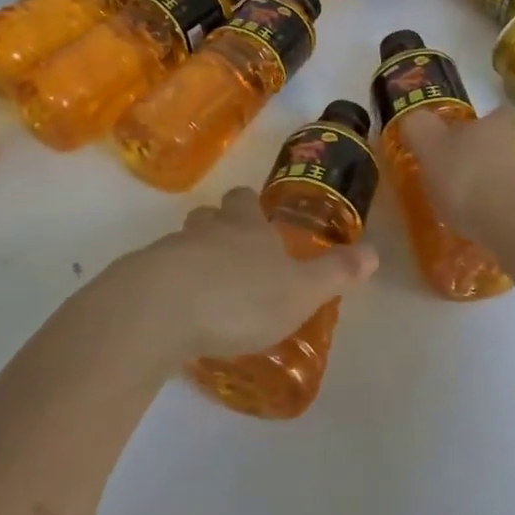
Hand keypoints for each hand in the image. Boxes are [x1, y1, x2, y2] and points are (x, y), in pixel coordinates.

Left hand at [92, 187, 377, 371]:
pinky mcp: (138, 278)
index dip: (251, 205)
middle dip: (218, 225)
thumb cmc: (241, 298)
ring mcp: (168, 251)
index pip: (247, 201)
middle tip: (230, 251)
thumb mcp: (301, 291)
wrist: (161, 310)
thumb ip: (336, 273)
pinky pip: (156, 274)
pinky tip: (174, 314)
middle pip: (209, 214)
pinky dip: (167, 285)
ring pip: (181, 242)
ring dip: (191, 256)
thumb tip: (376, 251)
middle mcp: (207, 230)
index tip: (255, 215)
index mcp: (247, 227)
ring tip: (203, 287)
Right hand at [395, 105, 514, 243]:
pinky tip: (504, 235)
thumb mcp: (430, 150)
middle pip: (504, 147)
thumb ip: (419, 130)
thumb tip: (415, 120)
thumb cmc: (473, 180)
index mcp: (502, 117)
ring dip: (505, 193)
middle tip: (462, 193)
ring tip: (482, 220)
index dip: (465, 138)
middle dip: (486, 166)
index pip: (484, 119)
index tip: (450, 161)